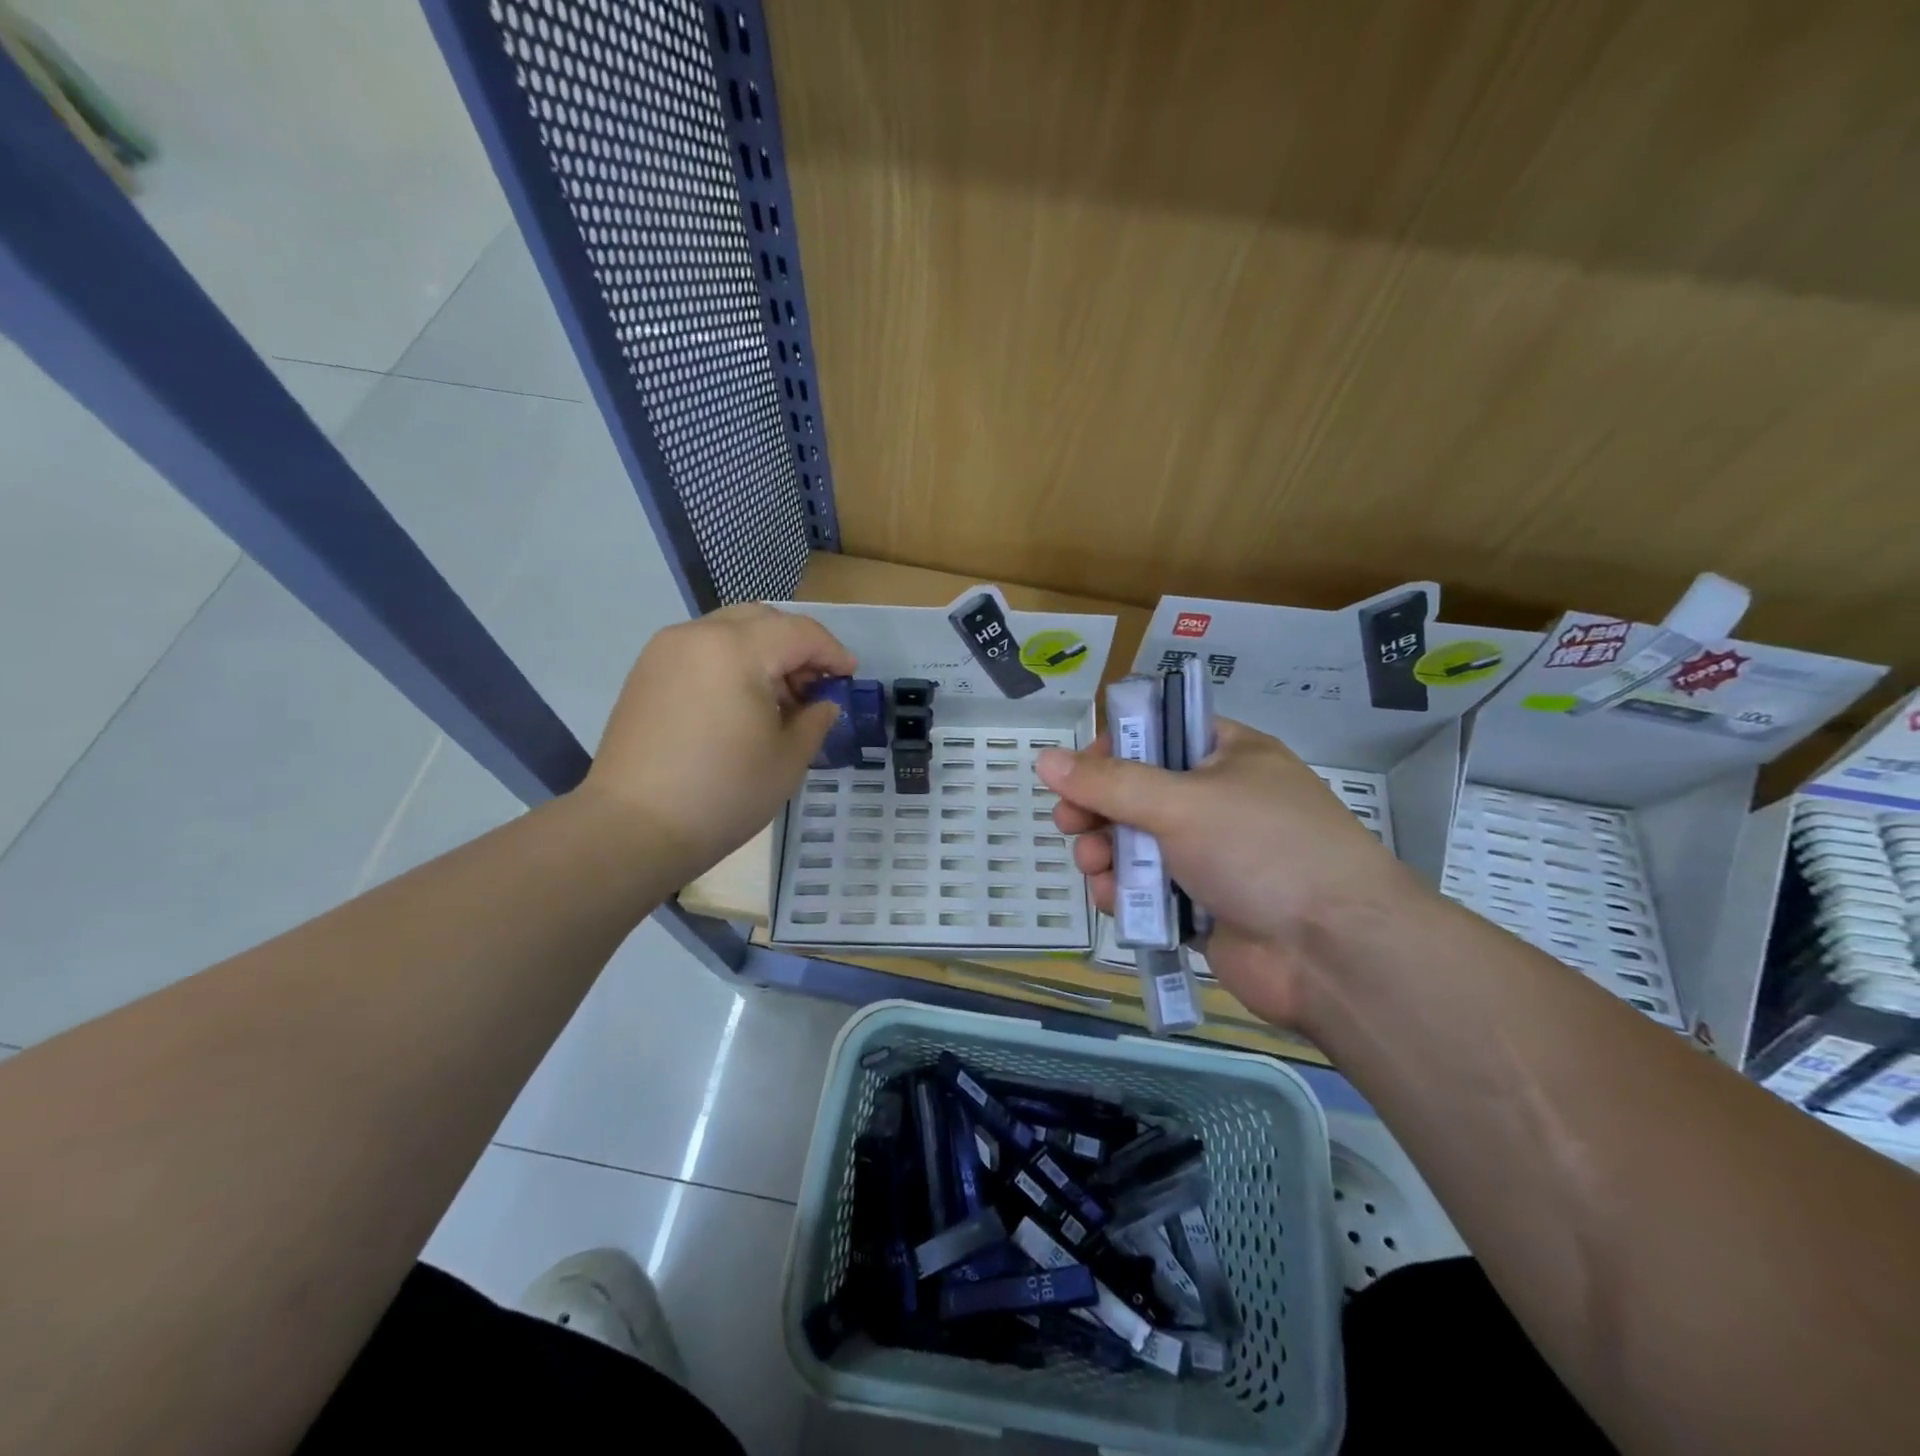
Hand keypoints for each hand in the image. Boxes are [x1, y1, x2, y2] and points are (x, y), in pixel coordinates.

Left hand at [579, 604, 855, 875]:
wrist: (633, 828)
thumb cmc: (723, 793)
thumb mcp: (788, 759)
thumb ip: (815, 719)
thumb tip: (824, 703)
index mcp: (737, 649)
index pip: (799, 632)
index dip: (832, 652)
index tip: (850, 678)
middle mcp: (698, 636)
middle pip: (763, 619)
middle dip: (797, 646)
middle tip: (814, 686)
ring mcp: (665, 651)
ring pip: (729, 630)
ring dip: (763, 652)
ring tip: (778, 699)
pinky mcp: (646, 673)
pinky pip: (701, 650)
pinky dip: (731, 662)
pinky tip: (740, 704)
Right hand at [1037, 719, 1421, 1025]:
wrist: (1334, 952)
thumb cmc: (1261, 850)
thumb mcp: (1181, 802)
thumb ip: (1108, 783)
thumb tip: (1045, 760)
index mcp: (1227, 756)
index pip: (1158, 734)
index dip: (1113, 749)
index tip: (1078, 772)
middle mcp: (1218, 801)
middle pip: (1138, 793)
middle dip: (1098, 809)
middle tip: (1069, 822)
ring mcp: (1211, 856)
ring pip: (1137, 844)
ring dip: (1105, 852)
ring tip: (1094, 865)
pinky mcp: (1202, 905)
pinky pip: (1148, 888)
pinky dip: (1124, 891)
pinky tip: (1110, 899)